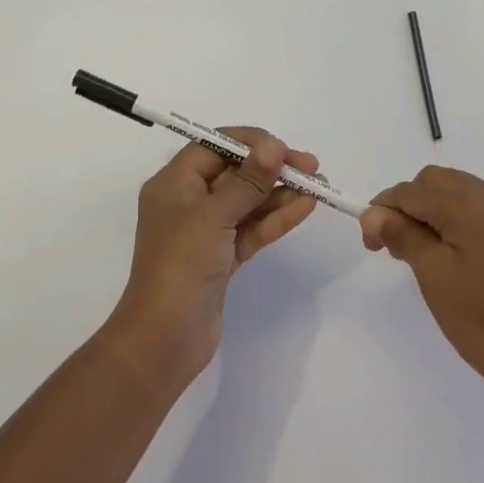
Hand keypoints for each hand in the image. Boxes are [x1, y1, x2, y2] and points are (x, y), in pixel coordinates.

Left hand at [104, 130, 320, 388]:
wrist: (165, 339)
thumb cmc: (181, 265)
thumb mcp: (213, 215)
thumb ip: (248, 180)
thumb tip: (275, 146)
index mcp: (174, 183)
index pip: (213, 147)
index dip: (249, 143)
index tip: (283, 147)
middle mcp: (188, 201)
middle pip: (234, 173)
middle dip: (271, 168)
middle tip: (311, 166)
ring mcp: (206, 232)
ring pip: (247, 202)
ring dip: (280, 192)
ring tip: (318, 185)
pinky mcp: (222, 257)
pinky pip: (252, 228)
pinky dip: (276, 218)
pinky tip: (305, 207)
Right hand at [362, 167, 483, 420]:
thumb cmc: (482, 320)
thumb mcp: (433, 275)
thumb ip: (401, 234)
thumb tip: (372, 212)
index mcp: (470, 204)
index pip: (411, 191)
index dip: (382, 210)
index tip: (369, 243)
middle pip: (433, 182)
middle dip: (406, 205)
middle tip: (392, 246)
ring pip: (454, 192)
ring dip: (428, 210)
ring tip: (416, 251)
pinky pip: (475, 208)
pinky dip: (452, 219)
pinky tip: (447, 253)